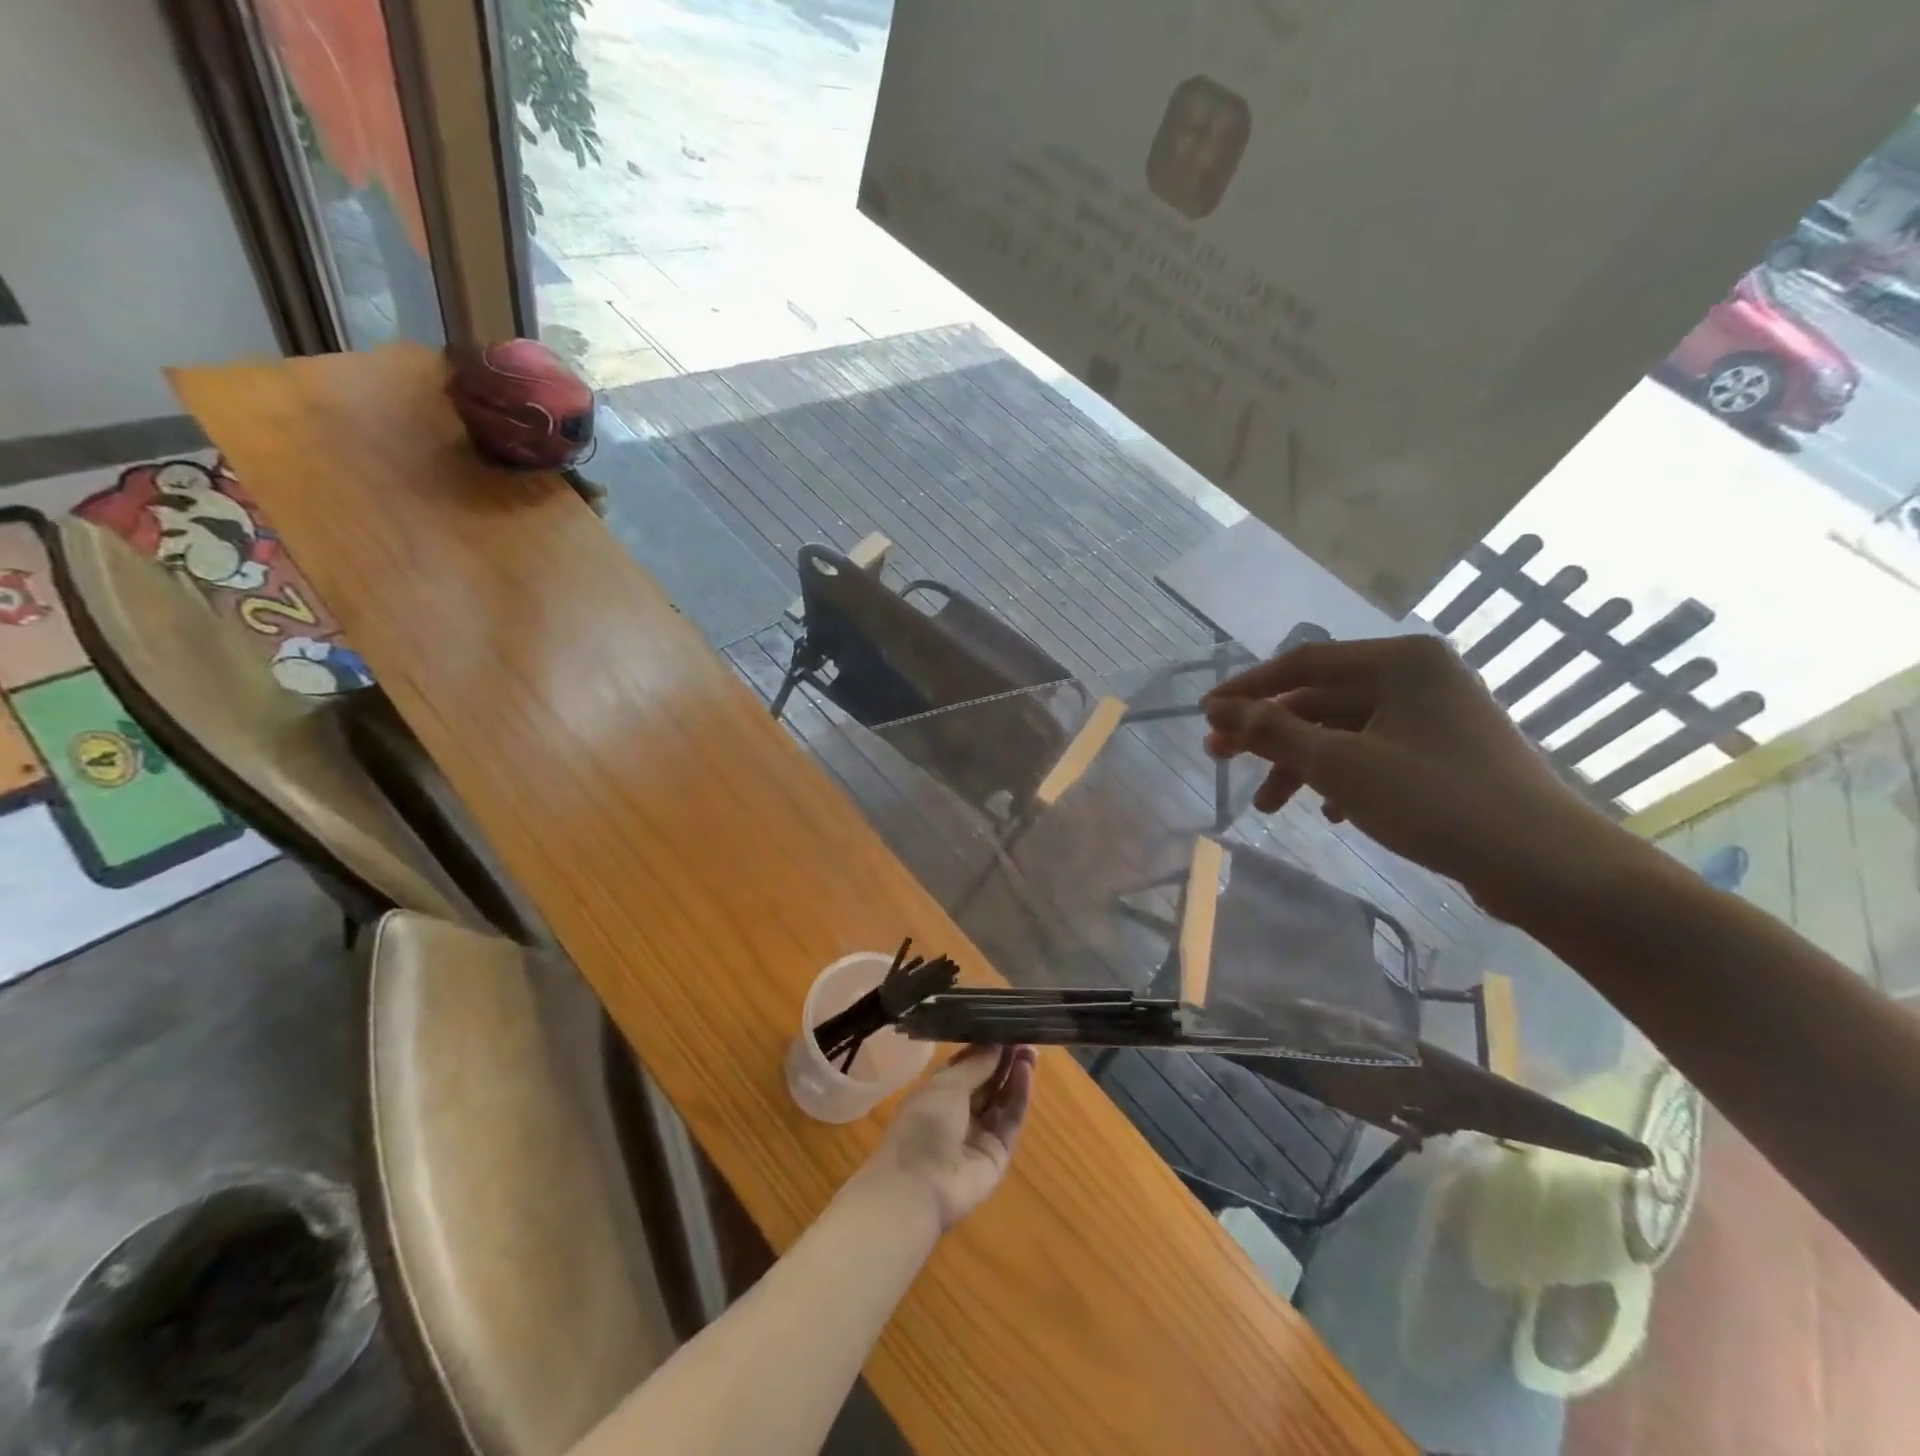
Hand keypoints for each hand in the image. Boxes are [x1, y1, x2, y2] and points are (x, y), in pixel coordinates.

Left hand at [859, 1045, 1036, 1231]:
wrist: (918, 1188)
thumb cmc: (922, 1126)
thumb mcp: (946, 1085)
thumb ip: (976, 1064)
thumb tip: (997, 1041)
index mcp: (938, 1091)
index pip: (967, 1064)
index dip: (986, 1046)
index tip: (1006, 1026)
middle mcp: (959, 1110)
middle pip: (988, 1080)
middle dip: (1005, 1059)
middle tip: (1025, 1035)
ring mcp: (979, 1133)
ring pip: (1002, 1099)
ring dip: (1015, 1074)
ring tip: (1031, 1050)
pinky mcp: (998, 1152)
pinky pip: (1011, 1119)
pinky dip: (1019, 1095)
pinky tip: (1027, 1072)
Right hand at [1203, 636, 1624, 919]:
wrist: (1544, 864)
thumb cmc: (1435, 800)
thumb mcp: (1339, 765)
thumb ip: (1273, 733)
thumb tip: (1218, 710)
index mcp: (1400, 661)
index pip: (1302, 663)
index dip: (1247, 689)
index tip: (1205, 714)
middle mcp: (1418, 676)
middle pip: (1320, 698)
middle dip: (1269, 733)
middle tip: (1220, 758)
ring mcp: (1435, 715)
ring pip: (1344, 730)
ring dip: (1300, 764)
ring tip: (1265, 805)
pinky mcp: (1444, 752)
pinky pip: (1373, 752)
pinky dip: (1340, 778)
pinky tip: (1324, 812)